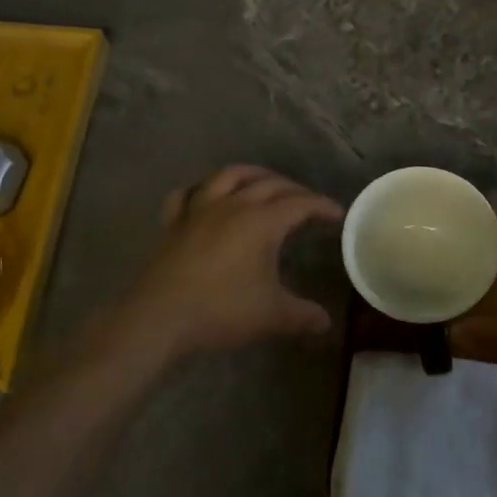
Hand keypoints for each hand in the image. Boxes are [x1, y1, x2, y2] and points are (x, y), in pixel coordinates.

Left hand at [113, 165, 343, 363]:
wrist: (159, 317)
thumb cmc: (221, 311)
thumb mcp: (272, 316)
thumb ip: (303, 316)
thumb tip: (326, 323)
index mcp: (261, 221)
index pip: (300, 204)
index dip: (322, 206)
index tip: (337, 214)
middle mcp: (233, 205)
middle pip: (269, 184)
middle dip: (294, 189)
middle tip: (307, 202)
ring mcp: (199, 210)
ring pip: (229, 176)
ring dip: (252, 174)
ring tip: (264, 182)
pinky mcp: (174, 223)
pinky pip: (187, 194)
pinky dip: (200, 189)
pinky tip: (205, 195)